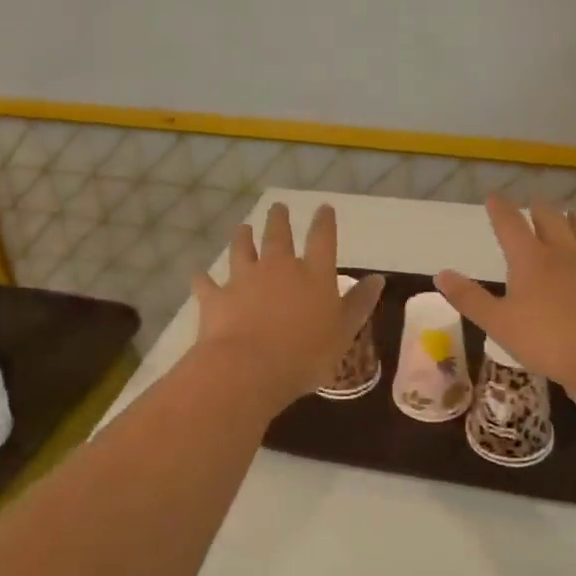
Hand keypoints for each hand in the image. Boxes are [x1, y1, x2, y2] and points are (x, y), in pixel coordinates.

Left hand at [191, 203, 384, 408]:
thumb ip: (359, 304)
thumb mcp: (344, 333)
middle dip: (279, 220)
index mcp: (314, 275)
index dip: (324, 222)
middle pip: (279, 236)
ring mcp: (243, 279)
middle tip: (278, 207)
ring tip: (242, 228)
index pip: (322, 239)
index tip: (324, 208)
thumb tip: (378, 278)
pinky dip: (202, 278)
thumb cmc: (306, 355)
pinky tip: (198, 274)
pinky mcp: (216, 297)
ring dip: (242, 238)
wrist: (249, 367)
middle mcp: (278, 268)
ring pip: (242, 250)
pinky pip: (206, 283)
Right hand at [435, 196, 575, 390]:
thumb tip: (441, 273)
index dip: (500, 210)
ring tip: (574, 213)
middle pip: (551, 222)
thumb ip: (470, 298)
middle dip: (540, 210)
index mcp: (530, 260)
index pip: (510, 226)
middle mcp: (563, 256)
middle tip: (535, 200)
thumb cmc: (547, 339)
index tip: (494, 197)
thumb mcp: (498, 323)